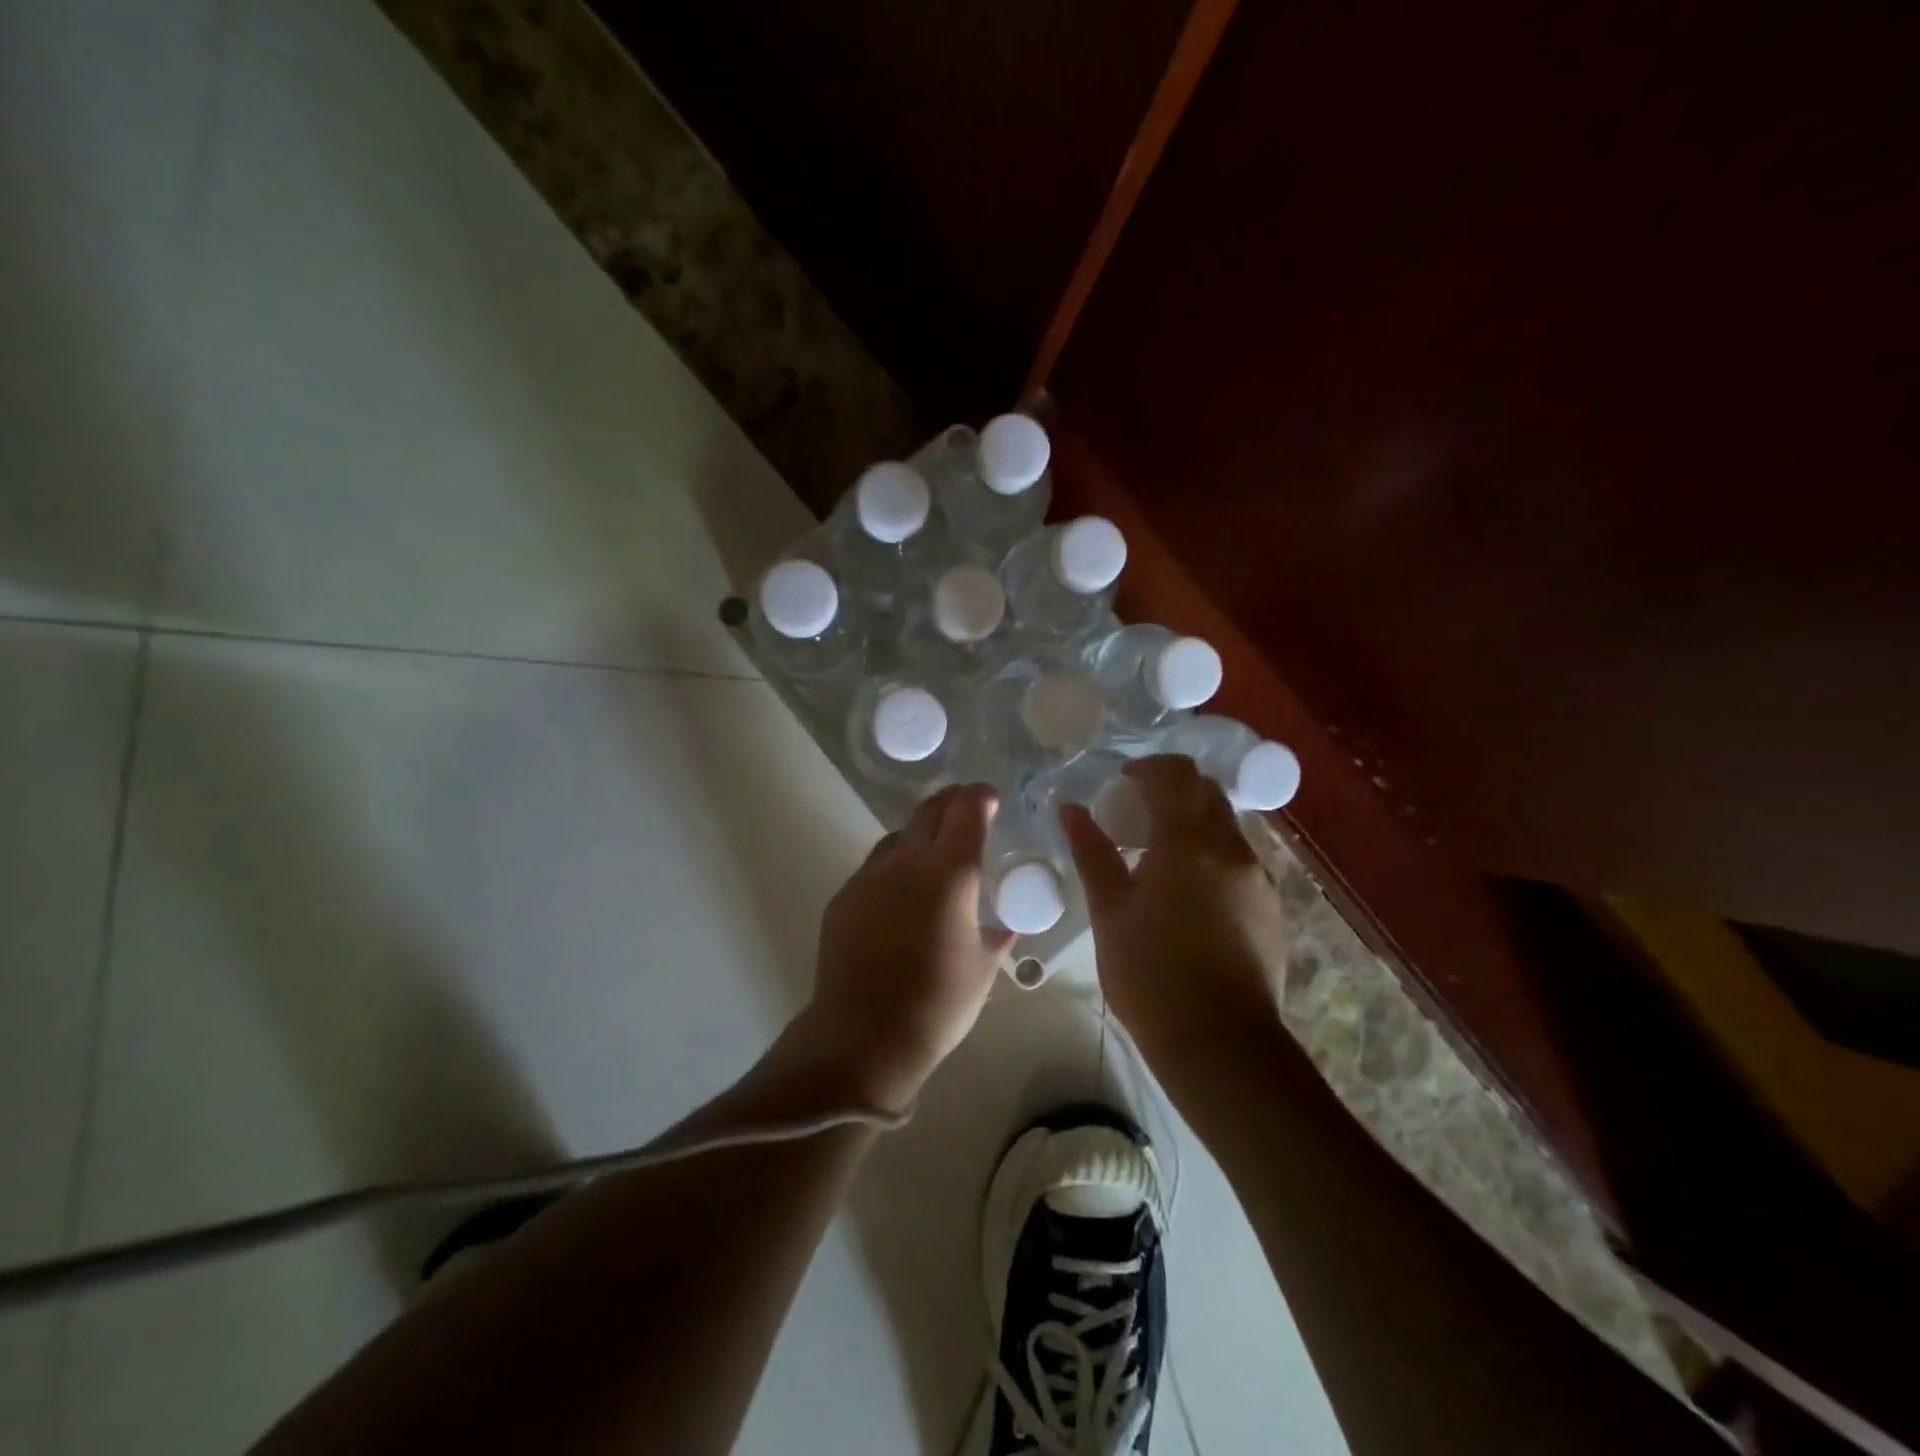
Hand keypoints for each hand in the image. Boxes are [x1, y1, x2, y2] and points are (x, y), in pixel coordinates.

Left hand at [803, 784, 1015, 1105]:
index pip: (967, 810)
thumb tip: (1007, 925)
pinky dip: (894, 868)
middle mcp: (907, 862)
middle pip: (930, 810)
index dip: (982, 796)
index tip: (992, 800)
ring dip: (921, 835)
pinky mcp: (843, 898)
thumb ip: (996, 936)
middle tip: (968, 814)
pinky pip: (874, 867)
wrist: (863, 1037)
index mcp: (950, 873)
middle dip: (952, 803)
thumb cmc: (937, 1005)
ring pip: (898, 836)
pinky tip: (899, 898)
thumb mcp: (982, 970)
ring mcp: (869, 877)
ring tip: (933, 859)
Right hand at [1060, 756, 1287, 1059]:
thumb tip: (1070, 809)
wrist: (1221, 1044)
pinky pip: (1239, 859)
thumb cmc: (1151, 974)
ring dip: (1193, 823)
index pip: (1175, 774)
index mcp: (1188, 841)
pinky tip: (1188, 893)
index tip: (1121, 782)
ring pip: (1226, 826)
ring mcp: (1259, 878)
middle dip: (1171, 791)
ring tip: (1159, 857)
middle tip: (1136, 815)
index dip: (1146, 768)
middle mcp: (1232, 848)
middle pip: (1206, 792)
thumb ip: (1092, 852)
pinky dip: (1211, 854)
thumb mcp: (1110, 911)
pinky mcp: (1270, 907)